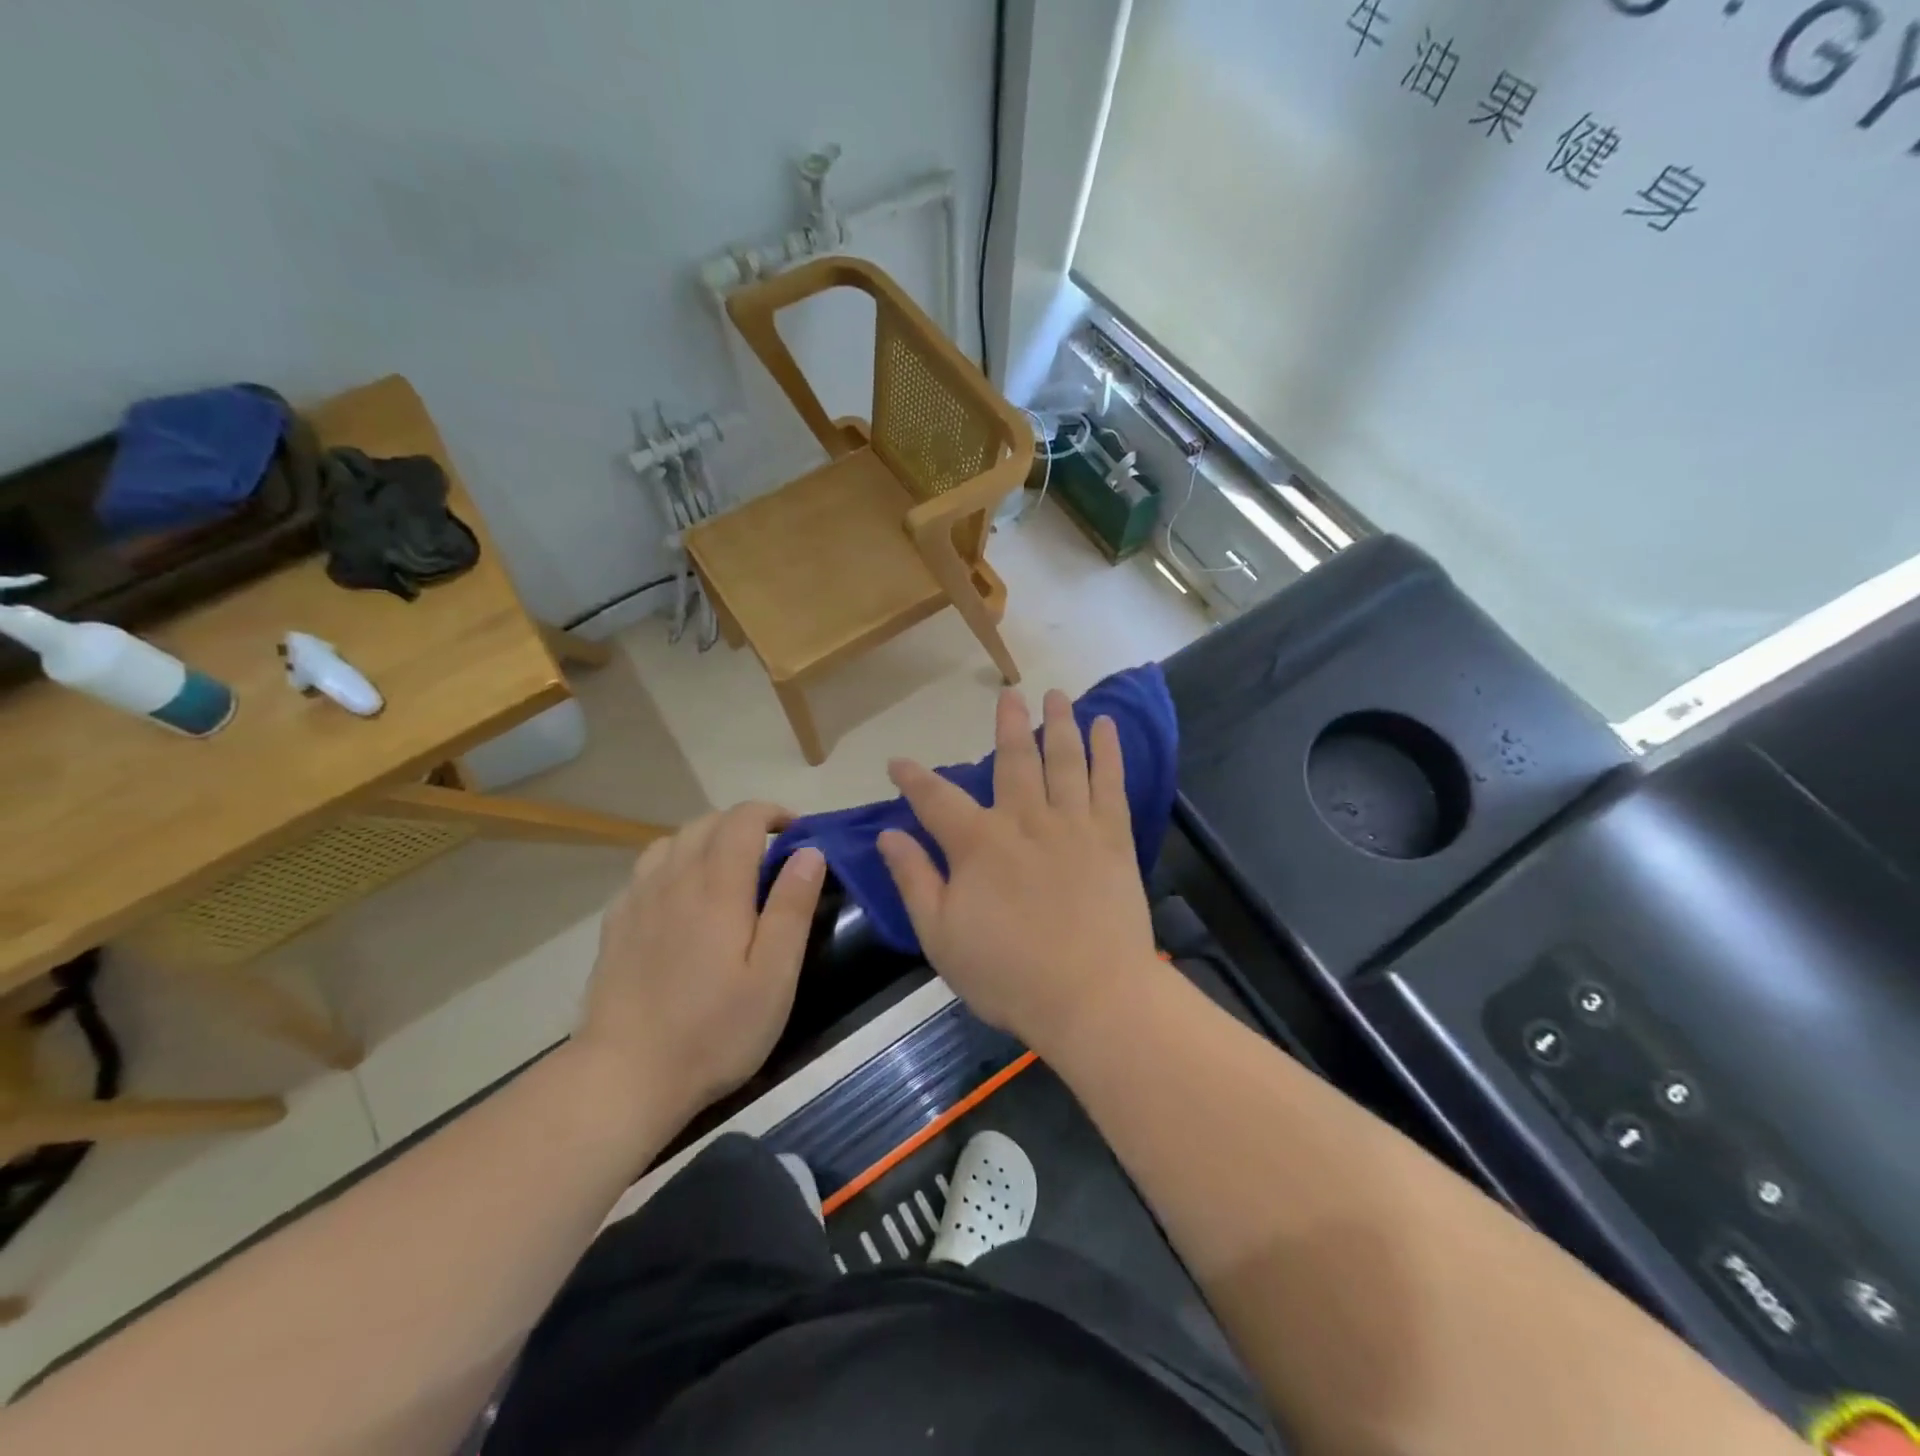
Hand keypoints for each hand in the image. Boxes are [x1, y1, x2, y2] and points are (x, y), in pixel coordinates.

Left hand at [574, 803, 825, 1118]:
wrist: (624, 1075)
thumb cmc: (714, 1030)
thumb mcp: (774, 976)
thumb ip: (792, 907)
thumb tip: (809, 852)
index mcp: (717, 887)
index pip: (743, 819)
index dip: (772, 813)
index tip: (797, 833)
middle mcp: (674, 880)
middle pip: (706, 823)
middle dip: (743, 824)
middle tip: (771, 854)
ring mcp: (638, 900)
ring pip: (672, 841)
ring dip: (705, 839)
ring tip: (727, 869)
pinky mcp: (616, 924)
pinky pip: (645, 870)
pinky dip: (673, 864)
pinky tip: (681, 897)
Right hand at [877, 688, 1160, 1054]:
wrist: (1092, 997)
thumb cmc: (1008, 974)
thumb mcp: (940, 936)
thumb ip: (914, 880)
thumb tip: (888, 835)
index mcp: (978, 843)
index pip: (935, 799)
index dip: (913, 778)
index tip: (898, 762)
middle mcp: (1024, 819)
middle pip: (1013, 759)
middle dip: (1007, 724)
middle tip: (1007, 694)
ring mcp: (1073, 824)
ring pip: (1063, 759)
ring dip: (1058, 723)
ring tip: (1056, 694)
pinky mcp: (1112, 837)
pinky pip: (1109, 783)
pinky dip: (1107, 751)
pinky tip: (1105, 726)